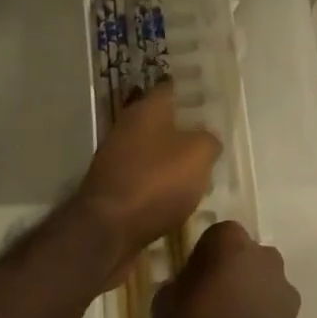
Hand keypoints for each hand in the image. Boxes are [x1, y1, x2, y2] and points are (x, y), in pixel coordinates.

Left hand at [76, 80, 219, 261]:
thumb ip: (209, 140)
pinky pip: (141, 175)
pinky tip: (174, 195)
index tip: (207, 97)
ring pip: (149, 148)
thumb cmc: (156, 180)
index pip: (169, 88)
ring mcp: (115, 156)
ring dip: (169, 156)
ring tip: (196, 169)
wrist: (107, 229)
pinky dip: (156, 181)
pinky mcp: (110, 186)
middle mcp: (127, 125)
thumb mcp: (198, 155)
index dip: (189, 91)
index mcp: (147, 108)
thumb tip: (208, 138)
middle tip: (208, 136)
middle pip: (159, 119)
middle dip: (181, 126)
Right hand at [152, 220, 300, 317]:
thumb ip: (170, 291)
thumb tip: (177, 290)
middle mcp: (262, 251)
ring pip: (259, 283)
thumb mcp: (163, 310)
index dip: (199, 261)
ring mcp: (283, 283)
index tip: (189, 284)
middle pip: (240, 258)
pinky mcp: (295, 316)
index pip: (212, 238)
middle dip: (227, 275)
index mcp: (229, 238)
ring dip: (247, 298)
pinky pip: (271, 311)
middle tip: (208, 305)